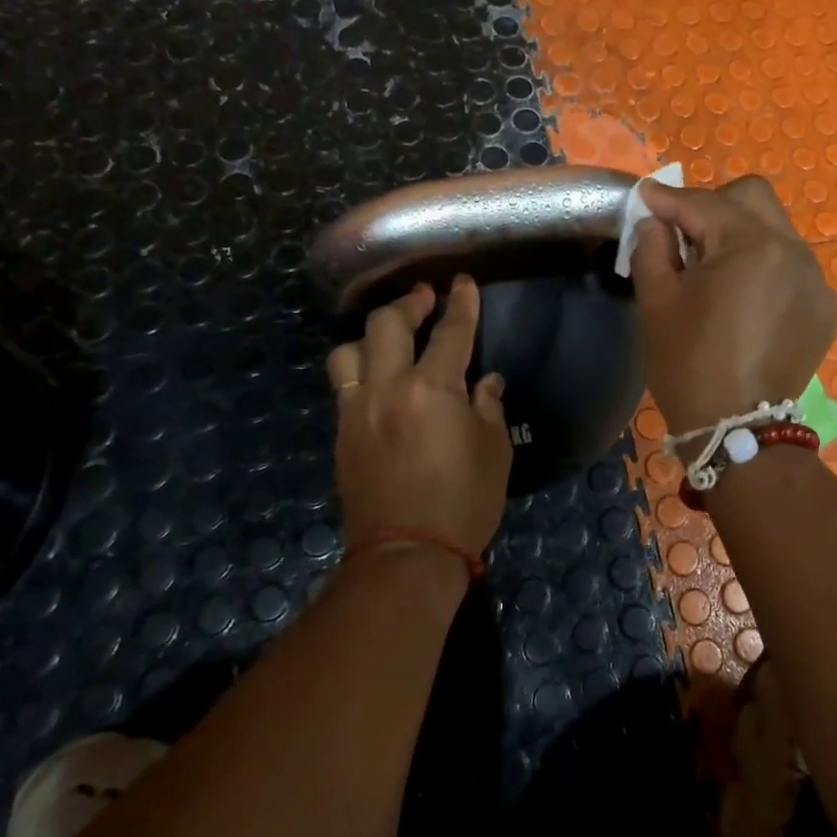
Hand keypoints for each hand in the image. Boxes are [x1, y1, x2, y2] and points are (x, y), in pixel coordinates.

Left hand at [327, 276, 512, 557]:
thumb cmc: (464, 502)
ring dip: (371, 335)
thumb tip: (484, 382)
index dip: (460, 305)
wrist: (406, 553)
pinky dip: (359, 368)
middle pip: (388, 325)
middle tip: (424, 297)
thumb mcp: (495, 451)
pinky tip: (375, 377)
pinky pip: (343, 384)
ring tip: (389, 338)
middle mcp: (388, 388)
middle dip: (408, 303)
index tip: (462, 284)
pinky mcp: (341, 433)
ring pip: (349, 350)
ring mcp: (357, 409)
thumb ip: (488, 406)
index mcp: (433, 390)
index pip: (450, 333)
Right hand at [630, 175, 836, 434]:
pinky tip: (744, 300)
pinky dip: (764, 267)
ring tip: (713, 270)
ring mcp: (815, 279)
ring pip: (775, 229)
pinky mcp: (822, 307)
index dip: (668, 199)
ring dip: (740, 234)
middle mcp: (794, 250)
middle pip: (752, 198)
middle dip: (714, 205)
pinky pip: (791, 265)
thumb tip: (656, 220)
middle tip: (684, 234)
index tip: (643, 197)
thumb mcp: (656, 302)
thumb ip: (651, 246)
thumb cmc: (689, 364)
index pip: (704, 204)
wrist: (737, 430)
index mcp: (751, 245)